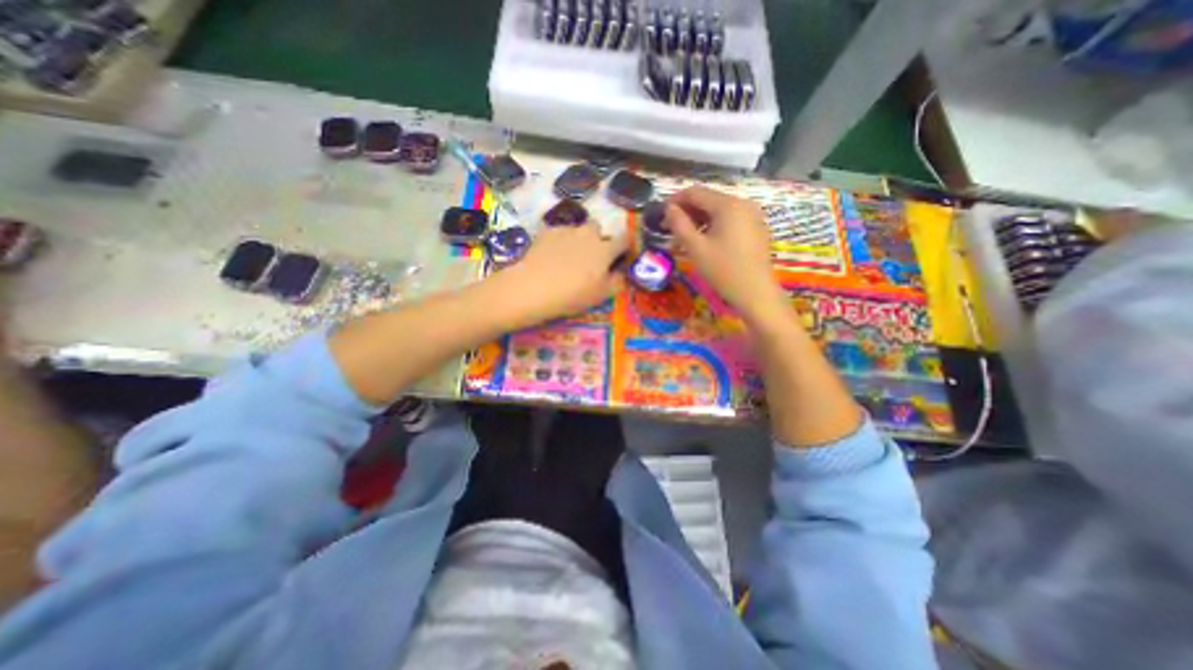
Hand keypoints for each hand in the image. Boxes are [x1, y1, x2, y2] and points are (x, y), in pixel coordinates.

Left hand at [497, 219, 628, 322]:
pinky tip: (550, 256)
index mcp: (605, 249)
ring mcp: (566, 230)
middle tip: (589, 257)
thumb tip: (621, 272)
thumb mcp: (601, 295)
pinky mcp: (547, 232)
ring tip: (567, 257)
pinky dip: (558, 241)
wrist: (535, 287)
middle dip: (597, 238)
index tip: (621, 253)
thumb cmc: (573, 294)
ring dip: (577, 239)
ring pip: (577, 229)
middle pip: (598, 227)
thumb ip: (617, 281)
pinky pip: (558, 233)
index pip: (624, 238)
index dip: (625, 245)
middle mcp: (588, 234)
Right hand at [668, 186, 790, 322]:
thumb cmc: (723, 270)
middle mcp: (743, 203)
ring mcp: (752, 215)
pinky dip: (712, 227)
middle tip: (669, 230)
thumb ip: (679, 224)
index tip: (660, 215)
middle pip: (707, 200)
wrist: (756, 293)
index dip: (675, 201)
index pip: (695, 192)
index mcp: (728, 204)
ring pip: (718, 211)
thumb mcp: (696, 248)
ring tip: (683, 239)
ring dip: (698, 221)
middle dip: (686, 213)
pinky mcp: (755, 228)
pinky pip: (729, 220)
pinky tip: (703, 242)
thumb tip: (669, 208)